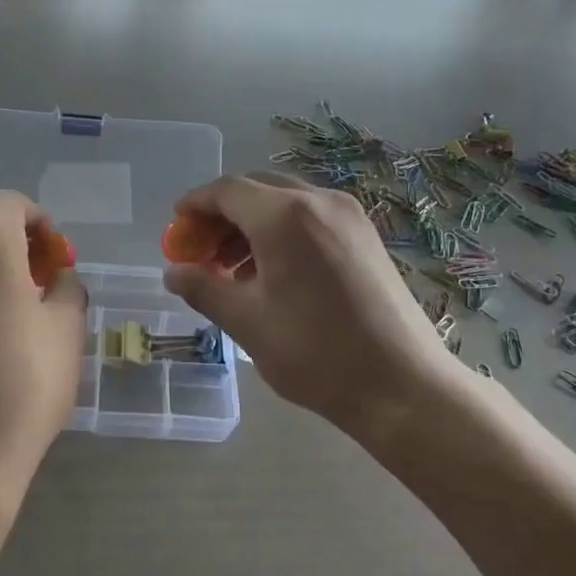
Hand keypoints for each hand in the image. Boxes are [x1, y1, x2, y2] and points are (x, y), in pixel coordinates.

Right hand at [162, 173, 465, 432]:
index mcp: (285, 217)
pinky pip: (312, 218)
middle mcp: (319, 202)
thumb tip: (173, 273)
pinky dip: (282, 232)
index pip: (227, 191)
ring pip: (286, 202)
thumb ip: (204, 288)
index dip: (195, 205)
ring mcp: (349, 217)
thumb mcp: (247, 322)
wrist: (402, 385)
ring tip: (232, 269)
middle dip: (222, 215)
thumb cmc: (315, 353)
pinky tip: (272, 273)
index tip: (176, 229)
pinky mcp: (366, 236)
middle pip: (257, 189)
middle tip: (201, 252)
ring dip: (251, 224)